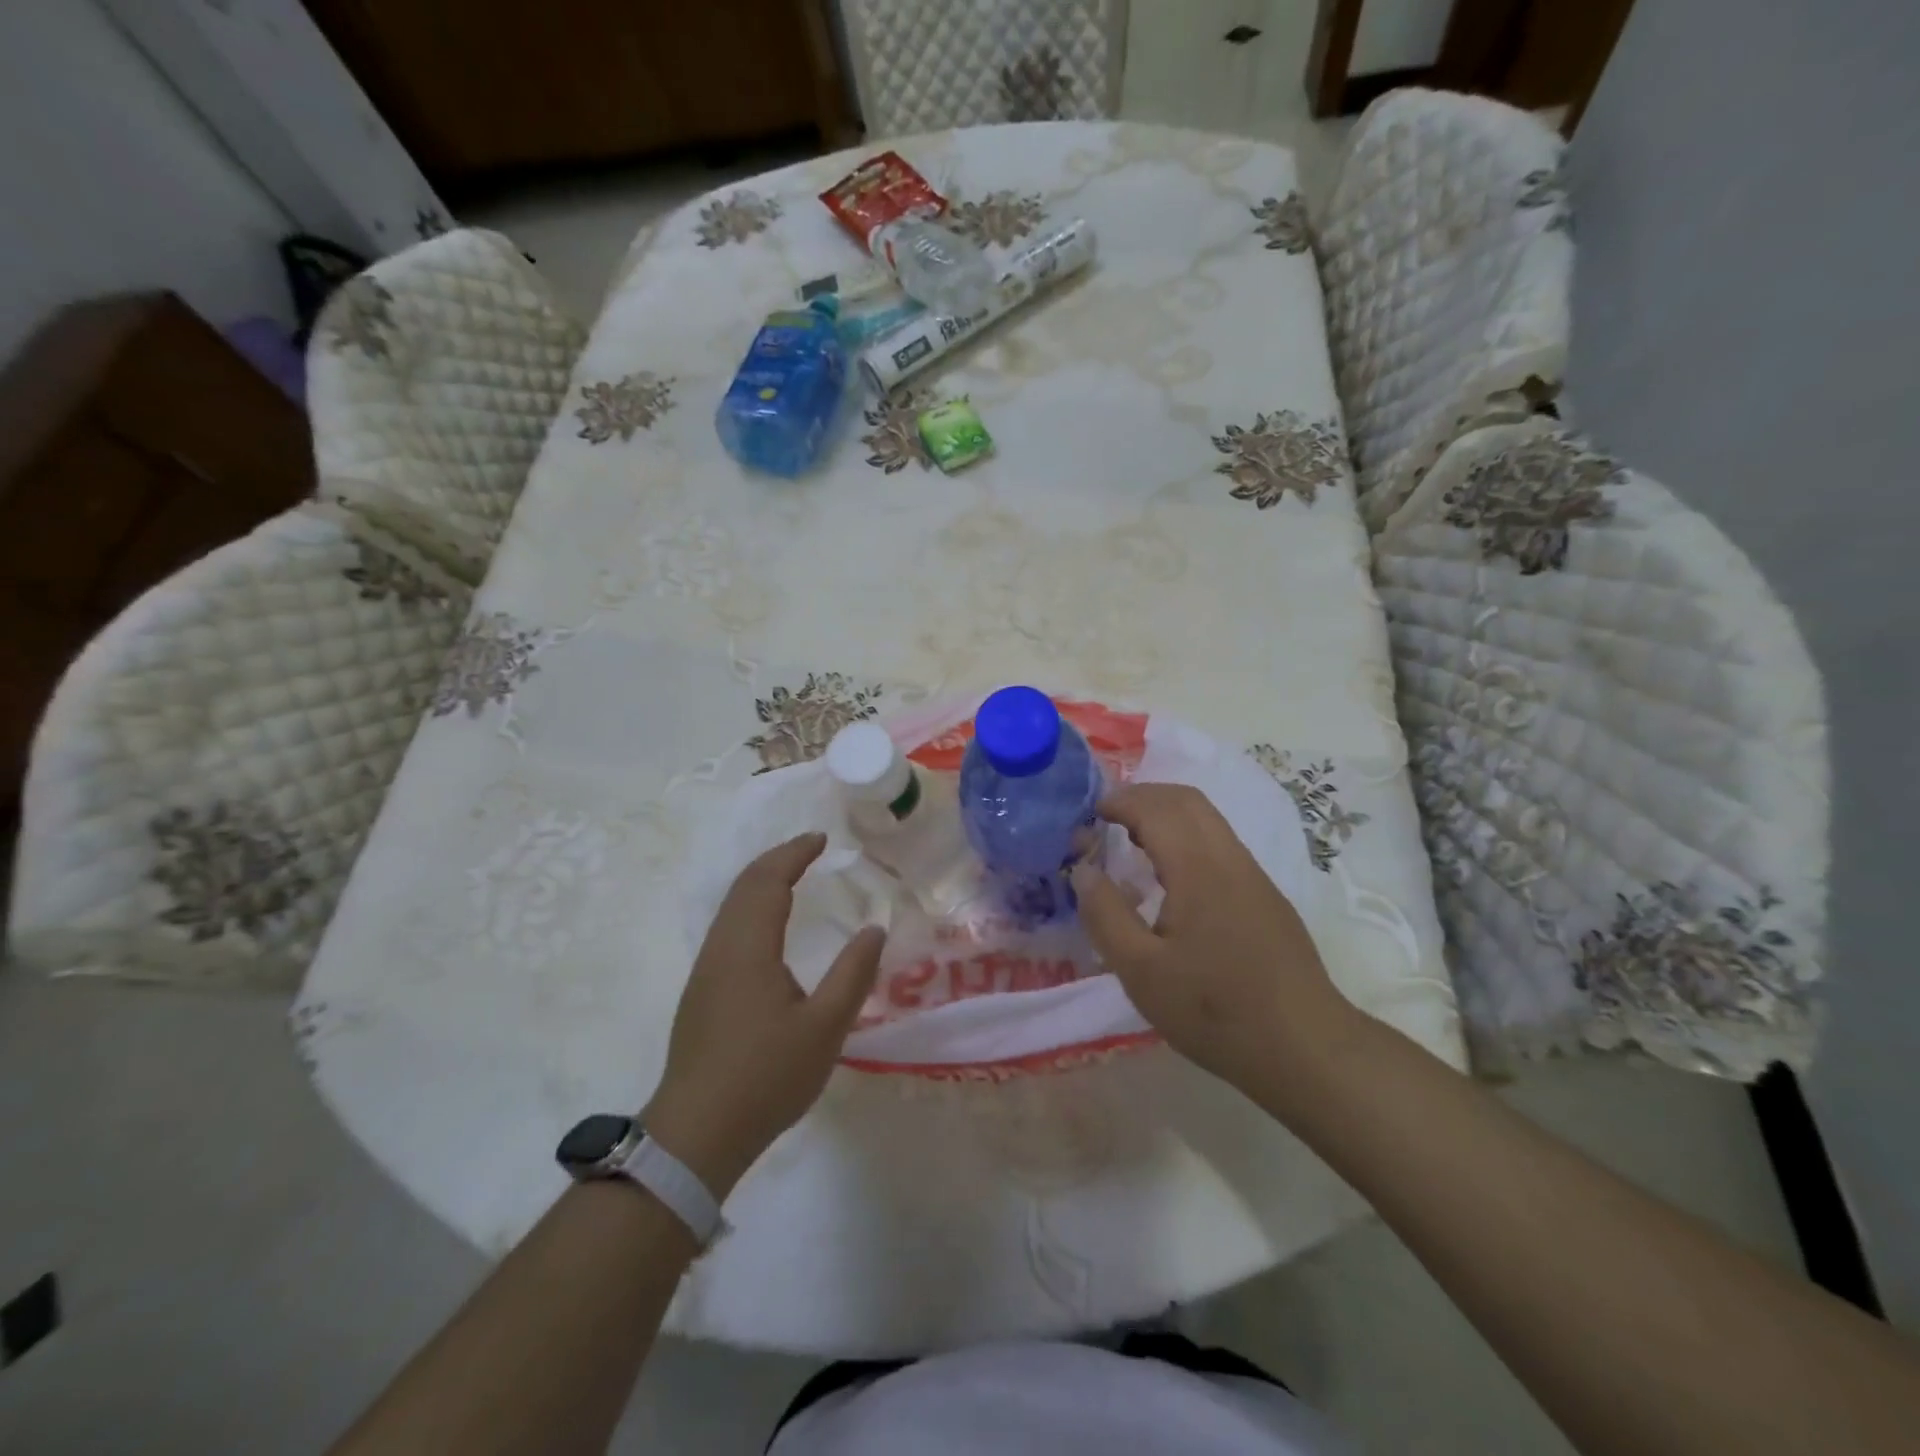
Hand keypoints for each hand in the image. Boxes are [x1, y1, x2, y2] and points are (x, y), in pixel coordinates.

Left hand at [644, 833, 885, 1197]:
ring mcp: (705, 971)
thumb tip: (874, 928)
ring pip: (730, 907)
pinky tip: (768, 927)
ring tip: (792, 876)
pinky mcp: (701, 992)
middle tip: (810, 848)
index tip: (822, 839)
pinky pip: (726, 927)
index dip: (794, 854)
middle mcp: (721, 949)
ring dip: (761, 882)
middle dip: (777, 860)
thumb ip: (853, 974)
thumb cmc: (766, 1077)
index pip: (769, 882)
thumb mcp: (824, 1028)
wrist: (696, 1134)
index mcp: (749, 949)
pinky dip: (751, 906)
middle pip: (744, 886)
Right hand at [1072, 783, 1362, 1099]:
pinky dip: (1186, 835)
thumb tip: (1083, 870)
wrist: (1304, 1046)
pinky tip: (1170, 874)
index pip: (1156, 809)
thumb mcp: (1141, 972)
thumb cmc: (1213, 1010)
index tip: (1088, 812)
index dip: (1120, 801)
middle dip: (1144, 796)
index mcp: (1198, 869)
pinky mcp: (1265, 896)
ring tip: (1131, 839)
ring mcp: (1254, 876)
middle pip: (1187, 800)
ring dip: (1167, 814)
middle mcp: (1230, 859)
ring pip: (1208, 820)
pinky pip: (1220, 843)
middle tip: (1107, 815)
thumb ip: (1105, 915)